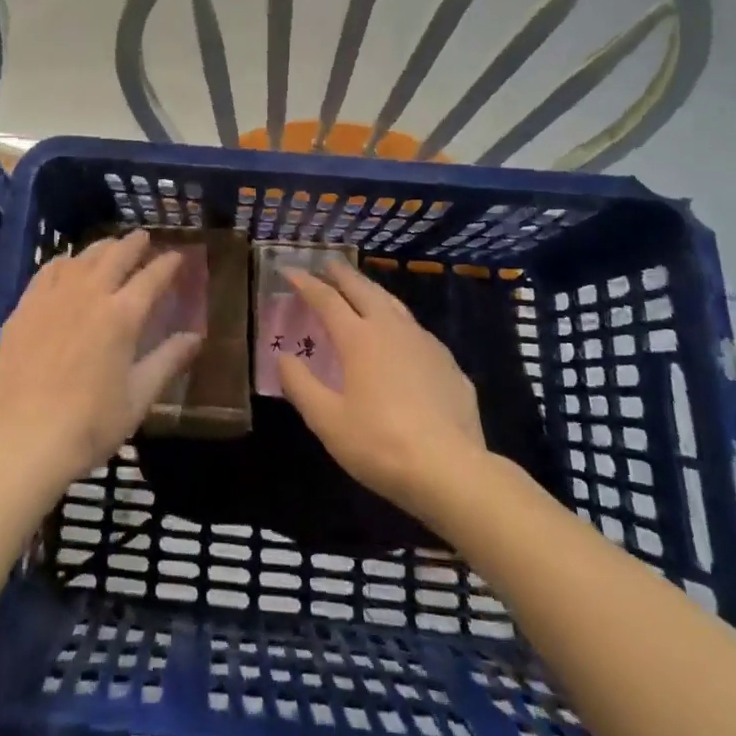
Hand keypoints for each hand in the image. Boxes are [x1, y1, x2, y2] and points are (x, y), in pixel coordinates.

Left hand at [0, 231, 202, 495]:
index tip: (178, 256)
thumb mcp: (138, 399)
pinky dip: (66, 261)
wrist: (21, 440)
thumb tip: (195, 337)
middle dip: (135, 243)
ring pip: (83, 257)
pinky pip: (50, 270)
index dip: (168, 264)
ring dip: (102, 248)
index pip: (152, 277)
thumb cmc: (88, 425)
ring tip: (111, 246)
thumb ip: (167, 361)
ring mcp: (54, 297)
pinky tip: (68, 264)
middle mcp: (90, 294)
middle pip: (117, 255)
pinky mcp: (25, 306)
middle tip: (144, 237)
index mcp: (123, 316)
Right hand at [277, 264, 485, 520]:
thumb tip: (283, 358)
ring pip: (393, 304)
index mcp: (358, 339)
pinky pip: (416, 329)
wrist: (452, 471)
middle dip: (342, 274)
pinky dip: (397, 320)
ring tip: (362, 289)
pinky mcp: (448, 363)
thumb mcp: (328, 422)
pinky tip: (399, 336)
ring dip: (372, 291)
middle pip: (363, 289)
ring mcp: (424, 343)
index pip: (326, 299)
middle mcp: (391, 329)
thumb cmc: (381, 444)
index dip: (306, 283)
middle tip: (328, 264)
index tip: (290, 270)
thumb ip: (300, 386)